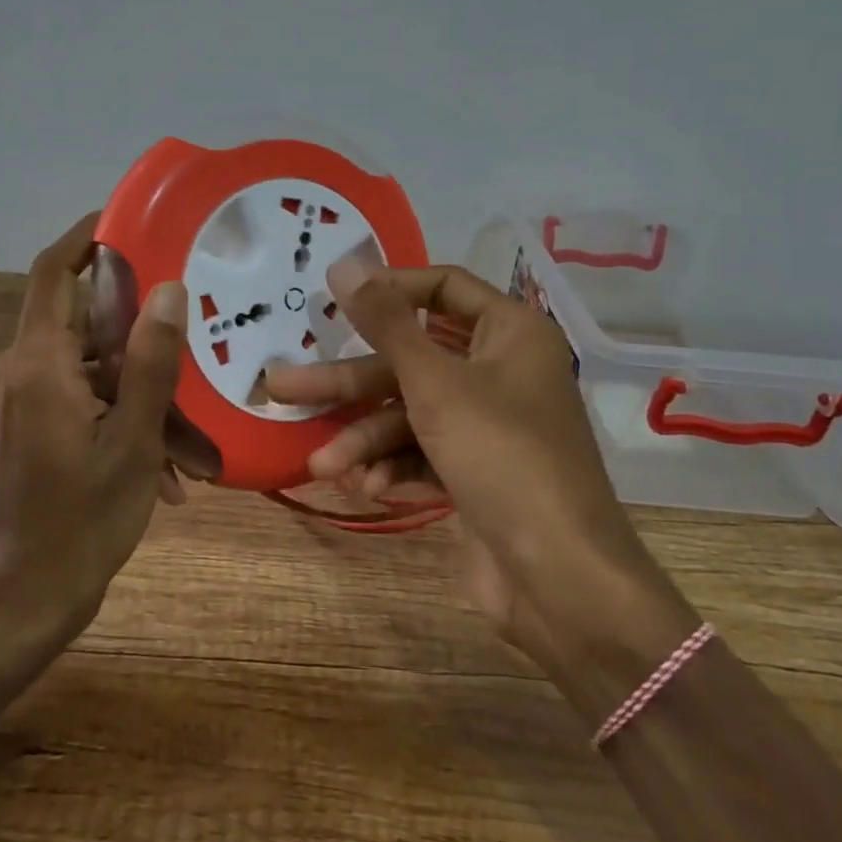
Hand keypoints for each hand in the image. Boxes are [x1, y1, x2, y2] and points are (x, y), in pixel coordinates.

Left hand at [0, 212, 188, 653]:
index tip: (129, 222)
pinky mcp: (20, 432)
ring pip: (87, 374)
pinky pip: (76, 404)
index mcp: (38, 366)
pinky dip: (117, 422)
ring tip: (190, 448)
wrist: (19, 603)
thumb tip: (168, 290)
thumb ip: (151, 362)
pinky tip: (162, 472)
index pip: (55, 274)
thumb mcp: (134, 441)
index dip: (87, 238)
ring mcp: (15, 405)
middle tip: (192, 351)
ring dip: (138, 399)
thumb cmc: (82, 523)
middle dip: (140, 344)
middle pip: (82, 328)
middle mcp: (16, 374)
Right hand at [262, 259, 698, 701]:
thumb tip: (344, 264)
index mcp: (510, 333)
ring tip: (320, 464)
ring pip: (411, 414)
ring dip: (366, 440)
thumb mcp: (435, 383)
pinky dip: (395, 468)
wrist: (559, 577)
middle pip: (412, 361)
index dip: (389, 289)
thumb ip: (386, 324)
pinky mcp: (476, 472)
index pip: (444, 288)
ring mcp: (488, 426)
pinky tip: (367, 488)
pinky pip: (424, 453)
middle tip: (282, 385)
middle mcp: (501, 371)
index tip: (335, 300)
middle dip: (350, 383)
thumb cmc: (501, 455)